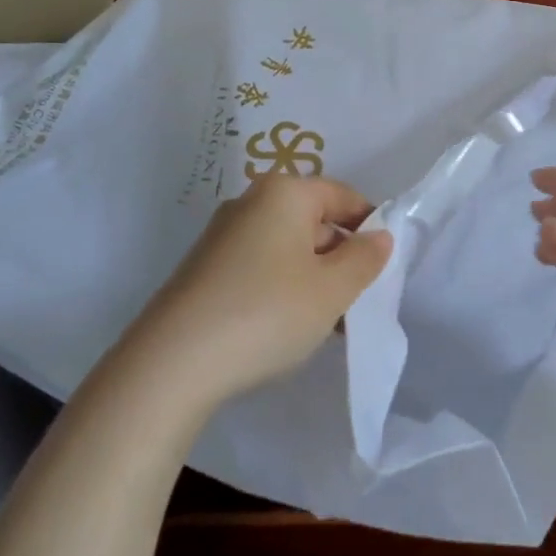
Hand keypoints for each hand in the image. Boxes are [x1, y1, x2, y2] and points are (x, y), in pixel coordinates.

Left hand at [124, 173, 392, 412]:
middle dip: (342, 259)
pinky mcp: (206, 268)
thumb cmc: (266, 313)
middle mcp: (250, 202)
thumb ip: (365, 259)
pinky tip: (289, 328)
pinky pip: (261, 267)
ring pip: (288, 248)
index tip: (384, 268)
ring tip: (328, 325)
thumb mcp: (332, 289)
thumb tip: (379, 237)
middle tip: (358, 302)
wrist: (172, 363)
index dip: (370, 228)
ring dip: (315, 279)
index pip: (343, 196)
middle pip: (314, 221)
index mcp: (284, 193)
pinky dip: (284, 289)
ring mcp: (223, 236)